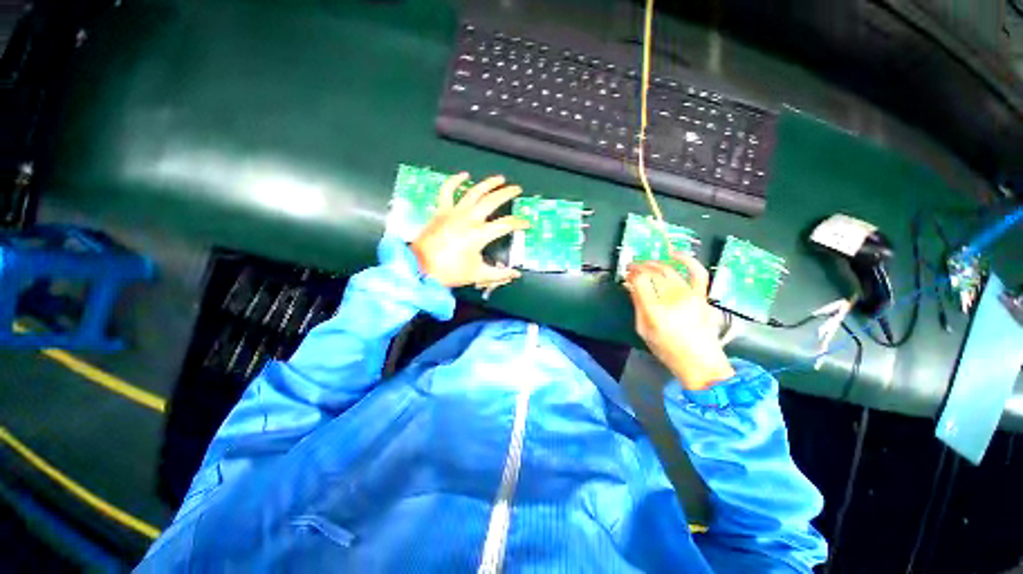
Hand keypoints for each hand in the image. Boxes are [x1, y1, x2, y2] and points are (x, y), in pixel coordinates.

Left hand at [411, 173, 529, 288]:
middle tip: (517, 189)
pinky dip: (455, 181)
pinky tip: (464, 175)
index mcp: (479, 234)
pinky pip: (447, 191)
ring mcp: (453, 212)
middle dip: (507, 194)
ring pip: (474, 192)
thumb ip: (499, 274)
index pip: (506, 225)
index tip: (527, 224)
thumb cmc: (449, 272)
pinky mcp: (441, 211)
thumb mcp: (477, 275)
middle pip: (492, 201)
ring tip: (499, 178)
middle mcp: (469, 218)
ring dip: (488, 183)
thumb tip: (515, 274)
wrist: (419, 268)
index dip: (519, 223)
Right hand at [625, 253, 734, 389]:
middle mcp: (672, 298)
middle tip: (632, 268)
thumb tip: (630, 286)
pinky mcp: (702, 295)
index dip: (631, 274)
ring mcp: (690, 295)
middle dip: (639, 267)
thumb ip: (637, 305)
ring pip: (669, 270)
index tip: (626, 274)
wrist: (701, 362)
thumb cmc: (667, 349)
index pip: (640, 281)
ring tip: (646, 264)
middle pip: (653, 272)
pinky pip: (697, 272)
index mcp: (655, 309)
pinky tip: (675, 254)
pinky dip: (687, 260)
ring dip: (655, 263)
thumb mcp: (643, 329)